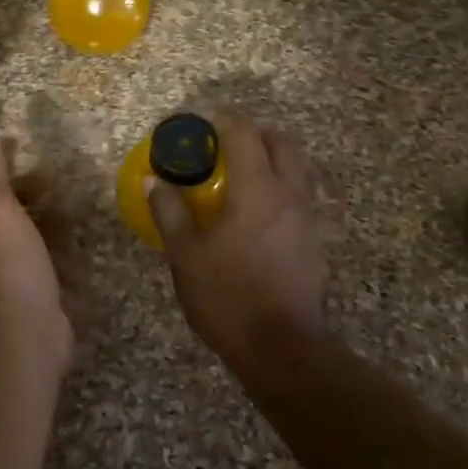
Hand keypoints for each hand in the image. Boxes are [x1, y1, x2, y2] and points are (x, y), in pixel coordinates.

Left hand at [0, 136, 72, 376]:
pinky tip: (77, 242)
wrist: (27, 331)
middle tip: (51, 178)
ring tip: (71, 205)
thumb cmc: (6, 261)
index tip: (17, 145)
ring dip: (45, 219)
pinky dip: (60, 251)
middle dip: (23, 192)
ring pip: (24, 236)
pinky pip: (45, 262)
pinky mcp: (32, 292)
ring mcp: (4, 274)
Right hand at [147, 111, 328, 368]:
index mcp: (257, 189)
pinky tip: (254, 214)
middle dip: (254, 132)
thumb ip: (170, 212)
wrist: (283, 349)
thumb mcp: (186, 256)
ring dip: (270, 159)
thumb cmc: (228, 297)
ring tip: (239, 175)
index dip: (222, 118)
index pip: (244, 133)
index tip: (201, 118)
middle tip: (224, 142)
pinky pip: (297, 197)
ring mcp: (306, 218)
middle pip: (280, 143)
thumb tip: (154, 181)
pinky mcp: (313, 242)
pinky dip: (277, 188)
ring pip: (295, 169)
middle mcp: (288, 194)